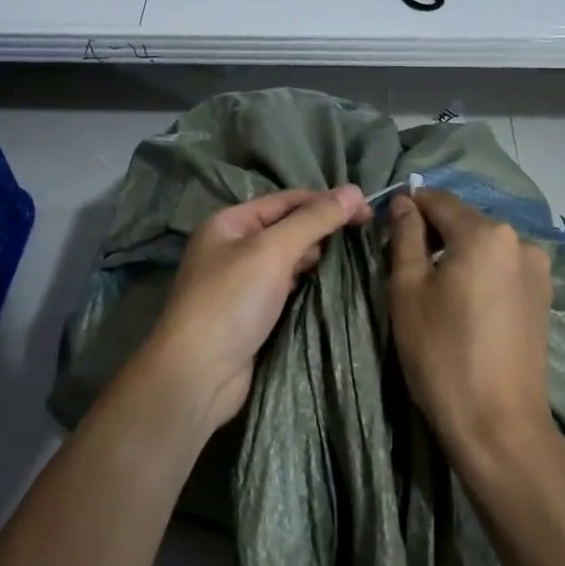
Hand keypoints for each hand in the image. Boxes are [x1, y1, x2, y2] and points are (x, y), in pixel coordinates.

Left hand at [146, 186, 371, 428]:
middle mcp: (234, 247)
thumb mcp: (273, 250)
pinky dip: (309, 285)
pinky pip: (288, 288)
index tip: (367, 211)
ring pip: (290, 260)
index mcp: (230, 222)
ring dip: (318, 259)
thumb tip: (354, 190)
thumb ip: (314, 220)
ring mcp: (242, 282)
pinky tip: (333, 287)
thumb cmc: (231, 301)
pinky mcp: (253, 314)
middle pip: (288, 228)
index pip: (287, 200)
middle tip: (365, 238)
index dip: (327, 202)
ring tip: (356, 260)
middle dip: (323, 230)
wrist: (198, 375)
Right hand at [389, 190, 553, 471]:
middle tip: (406, 265)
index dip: (409, 209)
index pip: (438, 200)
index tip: (388, 231)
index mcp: (485, 233)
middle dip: (434, 233)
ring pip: (484, 244)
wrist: (499, 426)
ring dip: (458, 253)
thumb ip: (406, 236)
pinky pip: (502, 266)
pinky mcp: (543, 296)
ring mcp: (537, 269)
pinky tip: (465, 304)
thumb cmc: (442, 354)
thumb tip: (405, 202)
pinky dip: (479, 272)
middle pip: (464, 220)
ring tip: (436, 290)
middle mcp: (519, 240)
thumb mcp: (408, 290)